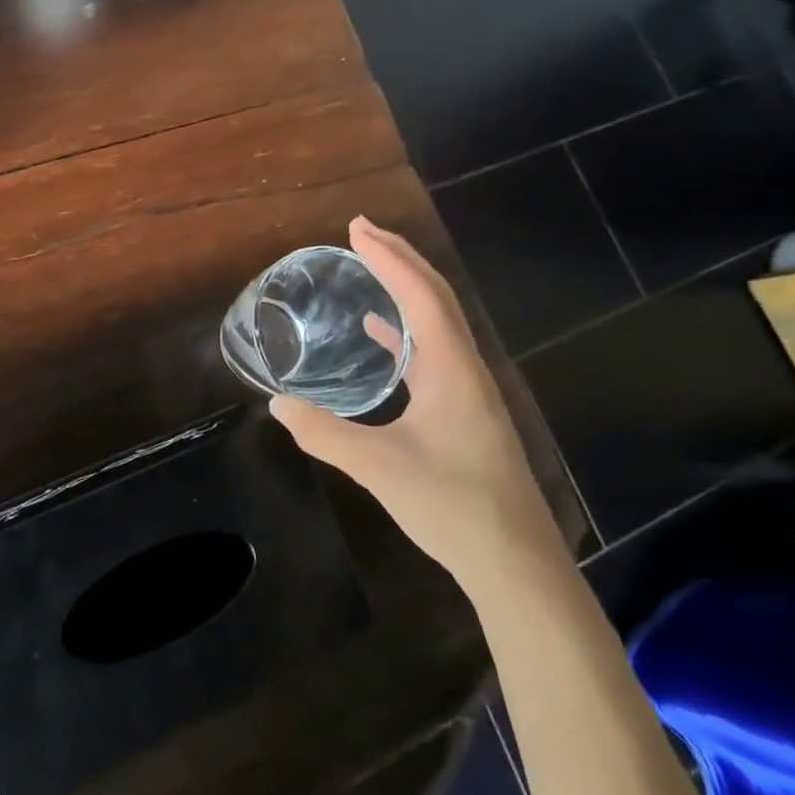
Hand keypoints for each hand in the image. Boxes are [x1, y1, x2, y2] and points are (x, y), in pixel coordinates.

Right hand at [270, 217, 563, 595]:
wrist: (517, 565)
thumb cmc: (453, 507)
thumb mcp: (379, 468)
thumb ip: (325, 434)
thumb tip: (277, 404)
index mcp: (451, 369)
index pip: (420, 295)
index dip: (388, 258)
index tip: (355, 229)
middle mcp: (465, 368)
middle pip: (436, 296)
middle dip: (400, 257)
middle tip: (360, 231)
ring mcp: (468, 389)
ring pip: (437, 320)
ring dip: (405, 286)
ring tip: (370, 266)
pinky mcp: (464, 409)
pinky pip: (432, 348)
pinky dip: (405, 326)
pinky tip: (381, 333)